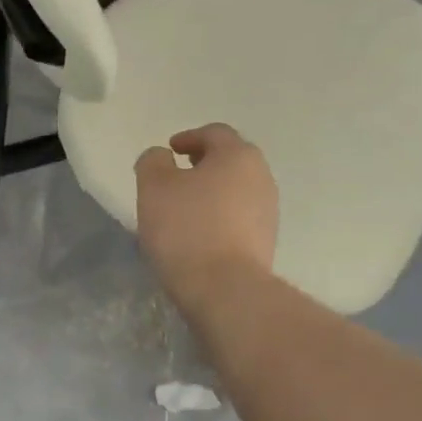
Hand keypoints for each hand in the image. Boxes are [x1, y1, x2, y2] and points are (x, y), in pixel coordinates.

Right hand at [134, 124, 279, 309]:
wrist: (224, 288)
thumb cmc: (186, 228)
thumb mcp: (154, 187)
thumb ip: (153, 162)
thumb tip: (161, 157)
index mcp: (238, 155)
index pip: (214, 133)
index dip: (189, 137)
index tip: (169, 151)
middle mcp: (261, 176)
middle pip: (230, 160)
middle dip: (203, 164)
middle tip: (176, 177)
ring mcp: (268, 210)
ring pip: (236, 189)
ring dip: (211, 192)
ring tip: (184, 209)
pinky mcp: (266, 240)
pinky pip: (239, 217)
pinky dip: (219, 216)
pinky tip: (198, 234)